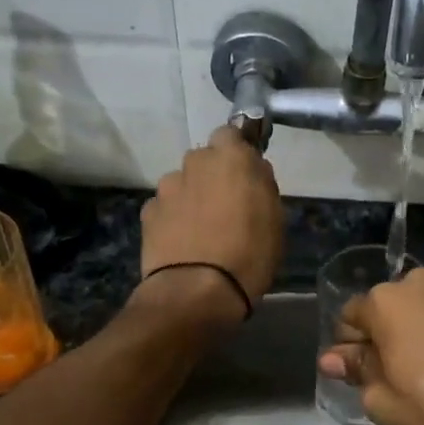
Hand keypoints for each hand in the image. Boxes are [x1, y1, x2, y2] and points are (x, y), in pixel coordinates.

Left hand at [138, 127, 282, 321]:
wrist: (197, 291)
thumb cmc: (249, 253)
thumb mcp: (275, 218)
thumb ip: (262, 185)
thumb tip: (253, 171)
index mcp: (230, 157)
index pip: (231, 133)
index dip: (238, 152)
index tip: (247, 174)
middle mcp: (194, 163)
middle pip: (205, 160)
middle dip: (214, 176)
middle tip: (229, 206)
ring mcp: (167, 187)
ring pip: (183, 184)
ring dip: (192, 197)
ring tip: (204, 230)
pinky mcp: (148, 213)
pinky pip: (166, 208)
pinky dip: (174, 219)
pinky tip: (184, 243)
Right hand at [318, 267, 423, 424]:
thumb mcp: (385, 402)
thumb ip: (356, 371)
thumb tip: (332, 357)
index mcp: (385, 301)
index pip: (351, 317)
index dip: (353, 347)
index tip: (367, 372)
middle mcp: (420, 279)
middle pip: (391, 305)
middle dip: (391, 331)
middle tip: (407, 371)